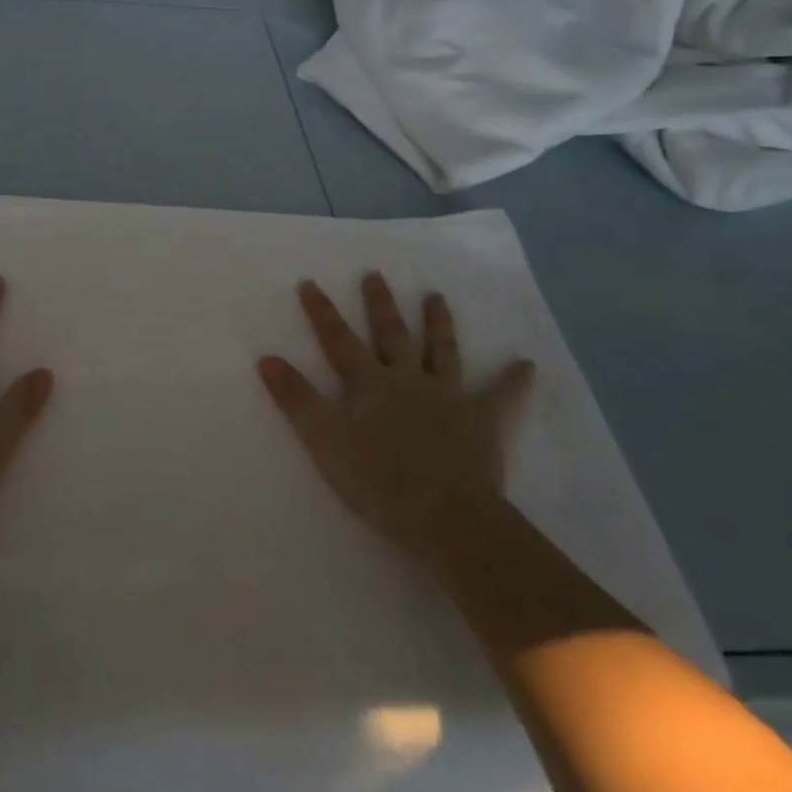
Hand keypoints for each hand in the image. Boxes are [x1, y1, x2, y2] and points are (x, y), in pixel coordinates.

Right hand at [258, 274, 532, 554]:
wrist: (447, 517)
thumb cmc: (379, 481)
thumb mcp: (325, 441)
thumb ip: (297, 399)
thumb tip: (265, 358)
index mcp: (370, 383)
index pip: (339, 340)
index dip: (322, 312)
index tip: (310, 282)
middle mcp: (408, 379)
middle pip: (391, 334)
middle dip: (380, 304)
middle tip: (376, 274)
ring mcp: (448, 397)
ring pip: (442, 351)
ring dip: (438, 323)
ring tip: (437, 296)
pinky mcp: (482, 422)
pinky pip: (501, 397)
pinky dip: (513, 381)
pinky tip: (526, 364)